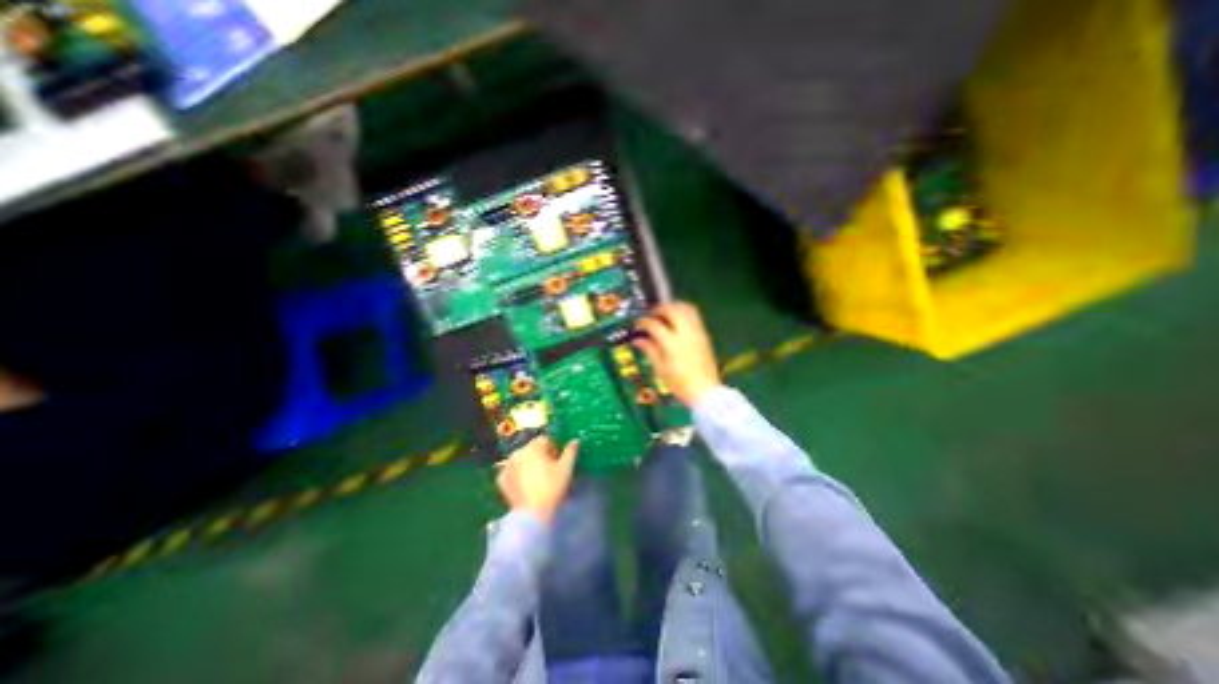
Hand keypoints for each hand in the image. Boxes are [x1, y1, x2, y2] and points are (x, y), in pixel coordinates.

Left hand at [499, 437, 584, 523]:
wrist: (532, 514)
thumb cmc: (552, 487)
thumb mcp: (566, 468)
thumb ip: (571, 451)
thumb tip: (575, 440)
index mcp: (534, 447)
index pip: (546, 440)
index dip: (554, 448)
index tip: (558, 461)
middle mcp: (518, 452)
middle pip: (533, 448)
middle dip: (541, 456)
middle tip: (549, 470)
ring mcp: (507, 465)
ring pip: (522, 459)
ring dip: (529, 463)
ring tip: (537, 478)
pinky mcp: (502, 479)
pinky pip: (512, 471)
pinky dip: (518, 474)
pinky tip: (525, 484)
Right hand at [632, 300, 714, 404]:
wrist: (705, 391)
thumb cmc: (680, 384)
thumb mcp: (660, 369)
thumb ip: (649, 350)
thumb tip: (637, 339)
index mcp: (672, 343)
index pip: (655, 325)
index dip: (643, 322)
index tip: (638, 325)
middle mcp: (685, 333)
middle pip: (672, 310)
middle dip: (659, 309)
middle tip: (651, 315)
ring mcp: (697, 332)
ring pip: (686, 308)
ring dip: (674, 307)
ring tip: (665, 314)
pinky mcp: (704, 335)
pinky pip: (694, 315)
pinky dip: (684, 312)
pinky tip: (677, 321)